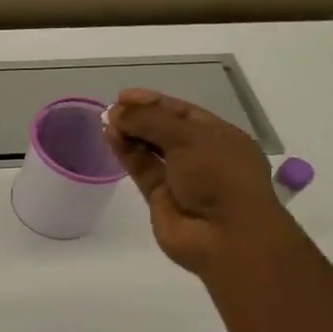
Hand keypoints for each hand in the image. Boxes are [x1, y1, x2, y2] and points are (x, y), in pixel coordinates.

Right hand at [105, 88, 294, 275]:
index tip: (124, 96)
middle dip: (139, 118)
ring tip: (106, 122)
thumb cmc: (219, 176)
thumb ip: (150, 121)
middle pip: (165, 130)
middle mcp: (202, 155)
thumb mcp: (189, 138)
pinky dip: (127, 154)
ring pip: (151, 150)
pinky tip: (111, 139)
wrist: (226, 236)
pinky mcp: (161, 198)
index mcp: (221, 136)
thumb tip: (116, 113)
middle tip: (111, 109)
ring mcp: (181, 178)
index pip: (183, 112)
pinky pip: (142, 170)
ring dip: (130, 135)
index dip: (154, 102)